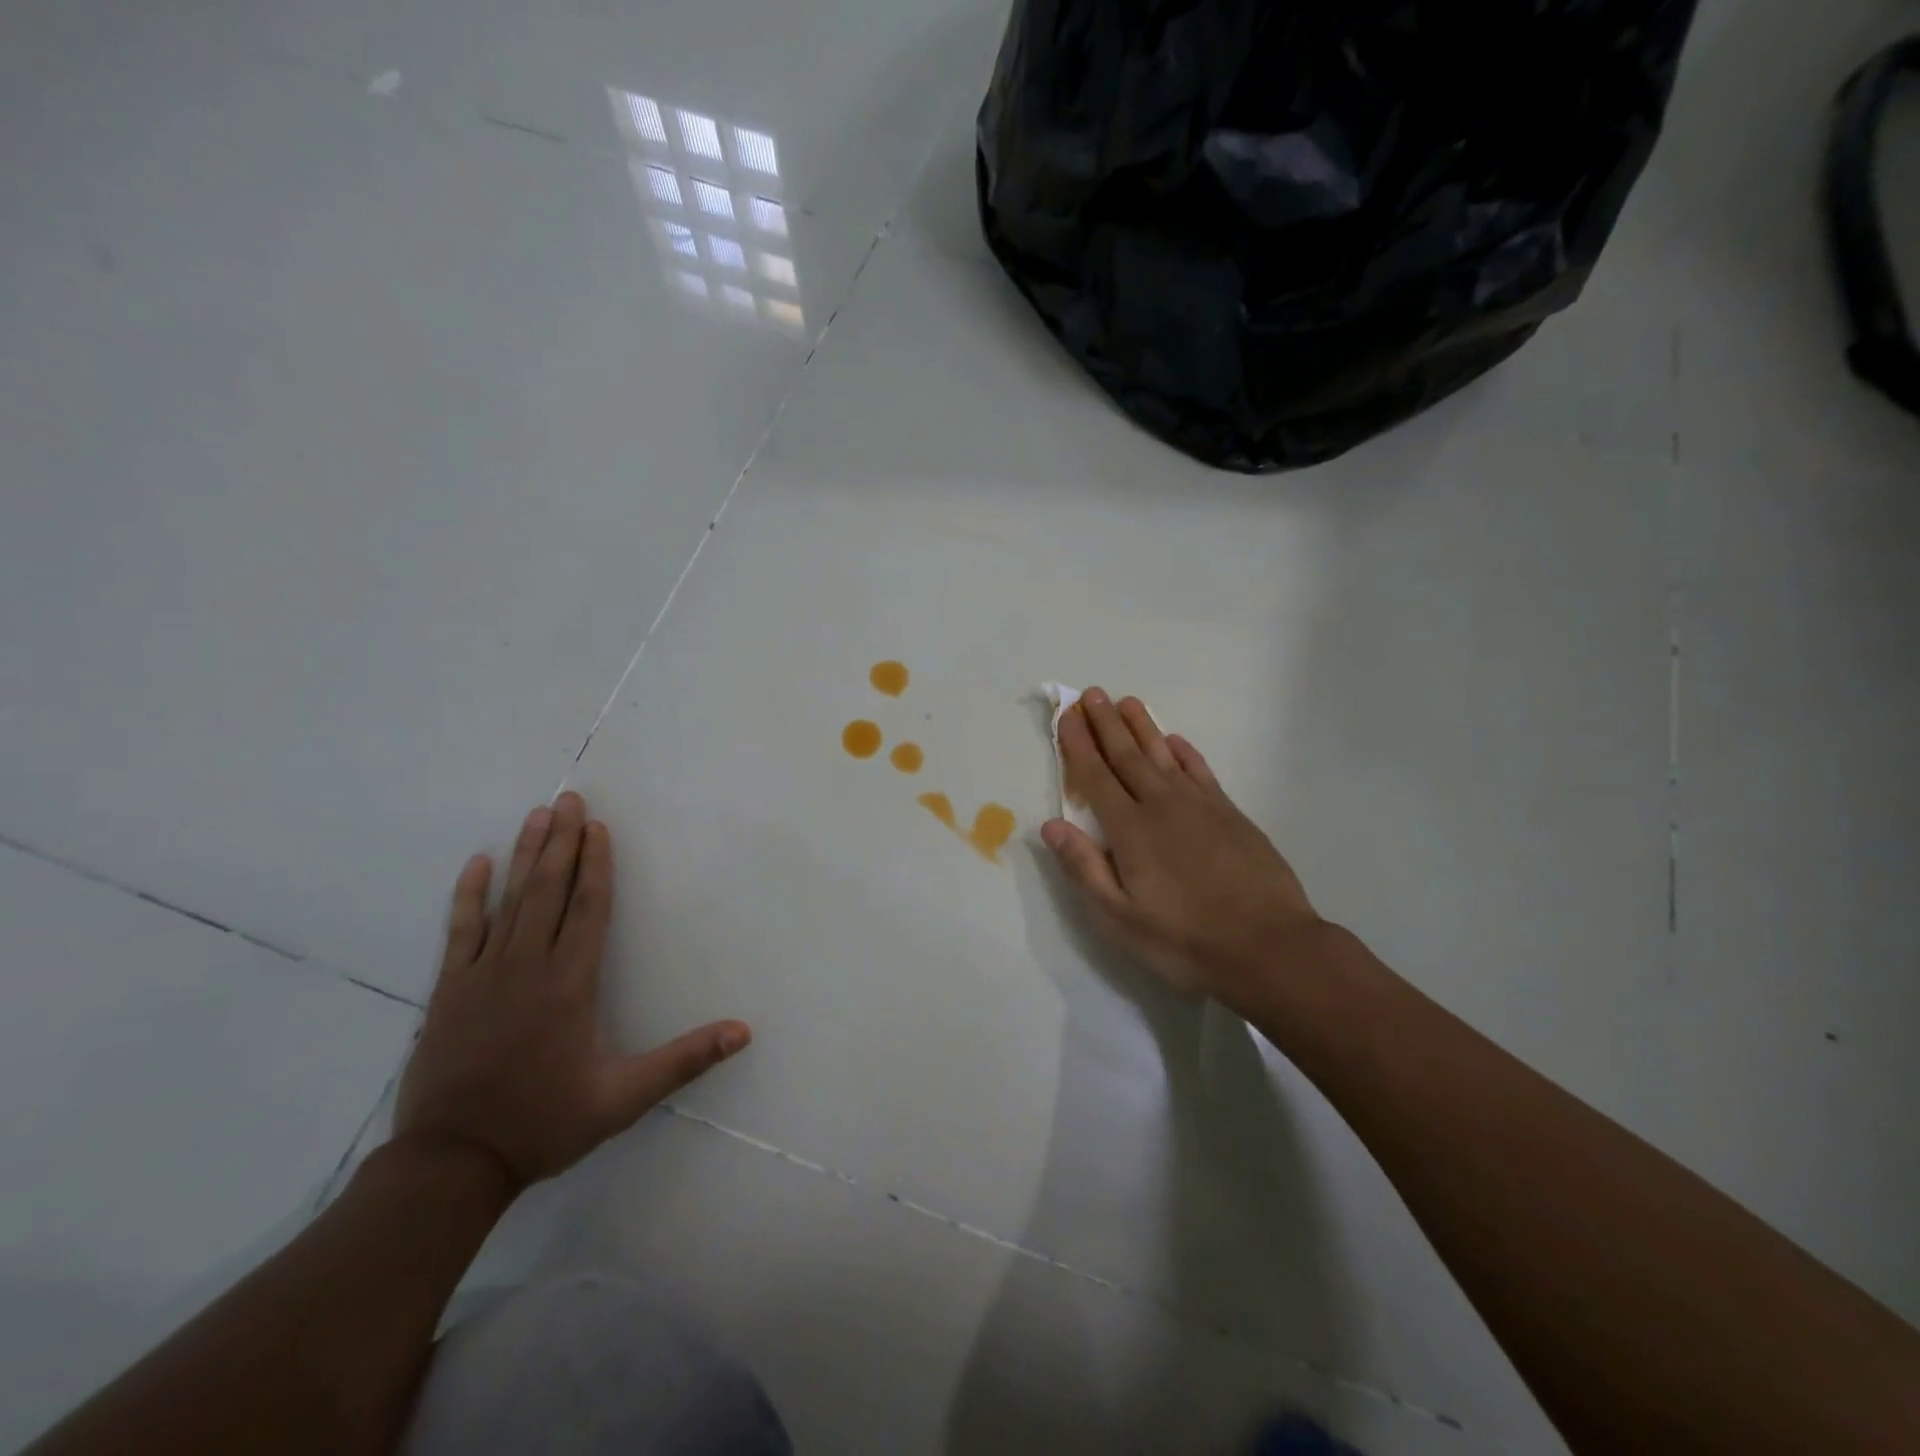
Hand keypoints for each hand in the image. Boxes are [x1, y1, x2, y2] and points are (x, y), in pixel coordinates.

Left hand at [394, 791, 749, 1192]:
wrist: (451, 1164)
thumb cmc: (544, 1123)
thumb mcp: (624, 1098)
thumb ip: (683, 1061)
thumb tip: (742, 1032)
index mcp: (571, 984)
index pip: (589, 909)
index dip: (597, 865)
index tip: (599, 827)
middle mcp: (528, 967)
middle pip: (550, 890)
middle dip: (561, 842)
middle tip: (568, 799)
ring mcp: (484, 975)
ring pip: (509, 901)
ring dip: (525, 855)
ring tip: (536, 815)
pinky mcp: (450, 990)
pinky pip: (461, 931)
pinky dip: (469, 896)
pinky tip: (477, 865)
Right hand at [1040, 688, 1323, 1005]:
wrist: (1269, 946)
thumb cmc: (1184, 939)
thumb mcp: (1120, 918)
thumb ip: (1084, 868)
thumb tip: (1051, 824)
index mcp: (1129, 830)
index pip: (1095, 776)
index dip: (1078, 745)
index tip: (1067, 716)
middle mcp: (1161, 805)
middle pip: (1126, 756)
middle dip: (1106, 724)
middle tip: (1092, 694)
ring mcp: (1200, 806)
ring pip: (1163, 755)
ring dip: (1142, 727)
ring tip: (1127, 702)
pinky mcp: (1230, 813)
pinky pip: (1201, 771)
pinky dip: (1184, 752)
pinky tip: (1175, 741)